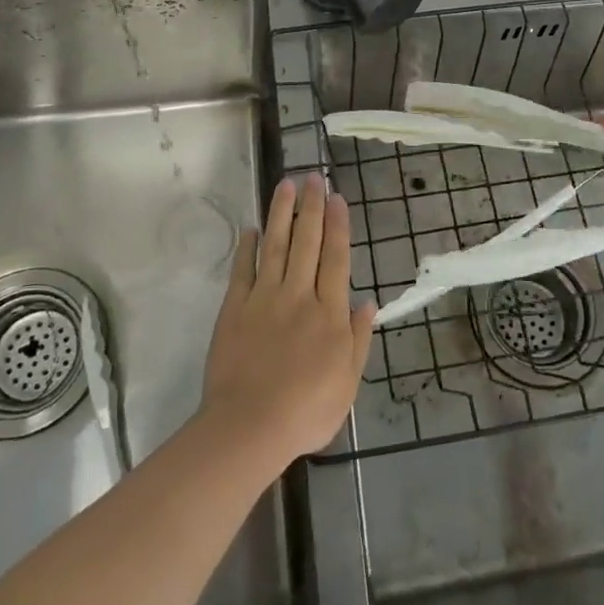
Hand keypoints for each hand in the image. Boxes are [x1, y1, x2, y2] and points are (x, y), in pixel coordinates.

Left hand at [201, 175, 374, 464]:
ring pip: (276, 246)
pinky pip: (242, 270)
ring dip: (281, 214)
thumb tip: (368, 302)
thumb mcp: (347, 383)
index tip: (337, 197)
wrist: (250, 427)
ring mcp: (264, 299)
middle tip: (312, 177)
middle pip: (307, 242)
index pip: (336, 259)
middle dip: (311, 207)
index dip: (337, 225)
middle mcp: (299, 295)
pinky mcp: (235, 308)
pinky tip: (250, 228)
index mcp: (328, 313)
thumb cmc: (306, 411)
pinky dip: (246, 247)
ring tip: (284, 185)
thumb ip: (357, 339)